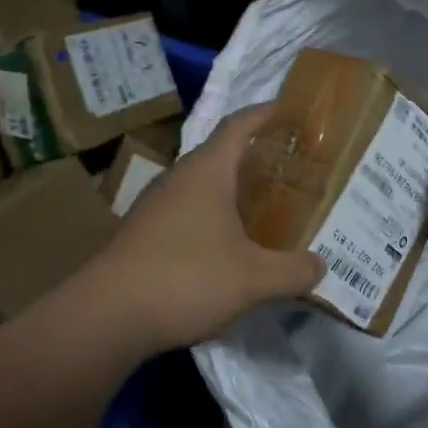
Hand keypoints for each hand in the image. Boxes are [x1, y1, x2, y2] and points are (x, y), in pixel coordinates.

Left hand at [82, 104, 324, 354]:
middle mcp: (178, 179)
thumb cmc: (186, 279)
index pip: (238, 125)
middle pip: (220, 154)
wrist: (106, 318)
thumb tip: (321, 266)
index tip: (289, 110)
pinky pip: (186, 211)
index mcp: (206, 172)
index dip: (264, 114)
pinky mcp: (142, 233)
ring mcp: (155, 206)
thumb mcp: (254, 279)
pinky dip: (212, 216)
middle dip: (255, 157)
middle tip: (290, 169)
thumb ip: (294, 271)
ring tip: (264, 207)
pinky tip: (228, 245)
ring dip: (232, 190)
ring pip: (202, 185)